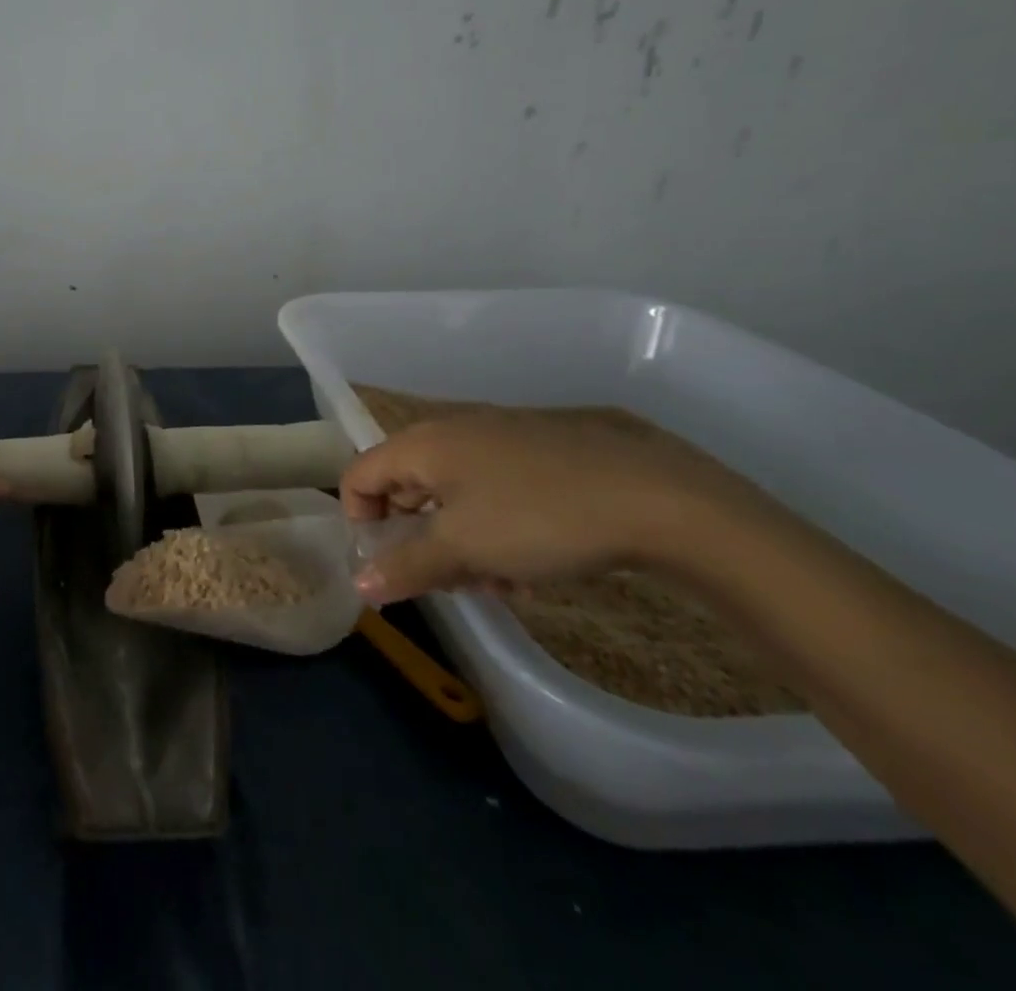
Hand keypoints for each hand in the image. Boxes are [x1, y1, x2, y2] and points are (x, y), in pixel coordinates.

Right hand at [341, 406, 763, 604]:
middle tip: (449, 583)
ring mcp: (497, 438)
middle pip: (406, 487)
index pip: (358, 475)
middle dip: (418, 541)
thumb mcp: (463, 549)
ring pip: (453, 495)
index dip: (360, 522)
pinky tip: (530, 568)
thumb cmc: (538, 518)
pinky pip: (492, 490)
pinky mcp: (539, 453)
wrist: (658, 498)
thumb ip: (405, 566)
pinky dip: (494, 528)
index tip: (389, 566)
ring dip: (460, 544)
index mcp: (421, 443)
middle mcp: (451, 431)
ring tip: (498, 584)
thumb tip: (359, 585)